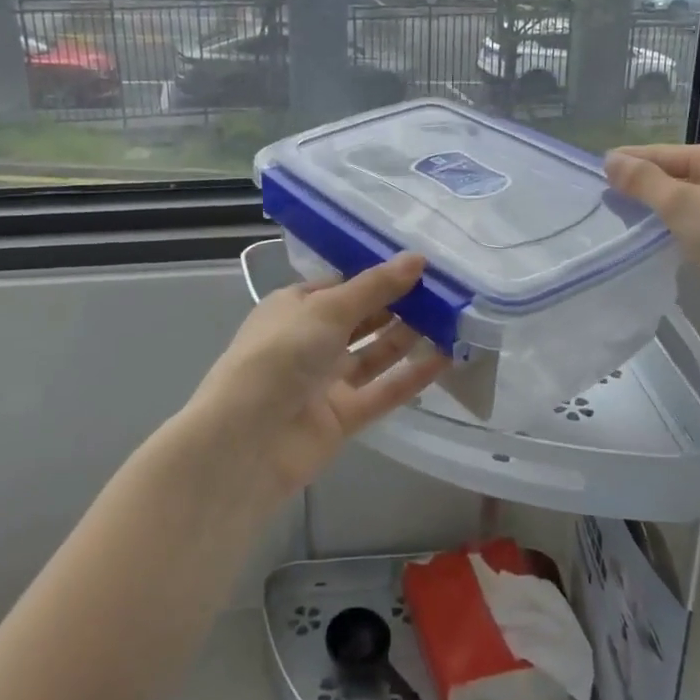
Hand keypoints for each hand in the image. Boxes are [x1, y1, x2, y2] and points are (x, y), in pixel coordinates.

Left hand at [181, 254, 449, 503]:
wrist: (247, 440)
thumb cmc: (280, 355)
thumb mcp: (327, 309)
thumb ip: (375, 287)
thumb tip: (418, 258)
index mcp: (294, 307)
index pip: (342, 284)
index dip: (378, 274)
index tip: (421, 264)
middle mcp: (310, 341)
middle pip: (362, 318)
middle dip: (399, 304)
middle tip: (446, 290)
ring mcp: (326, 380)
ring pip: (375, 353)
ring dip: (409, 336)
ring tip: (453, 319)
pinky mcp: (343, 416)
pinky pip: (382, 391)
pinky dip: (411, 377)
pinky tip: (445, 359)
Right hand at [605, 142, 699, 326]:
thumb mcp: (679, 203)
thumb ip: (642, 181)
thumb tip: (610, 159)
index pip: (663, 153)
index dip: (630, 160)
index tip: (596, 169)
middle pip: (673, 174)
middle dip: (640, 185)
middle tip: (601, 196)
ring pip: (682, 200)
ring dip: (654, 208)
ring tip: (617, 215)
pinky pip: (692, 221)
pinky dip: (670, 225)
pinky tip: (648, 236)